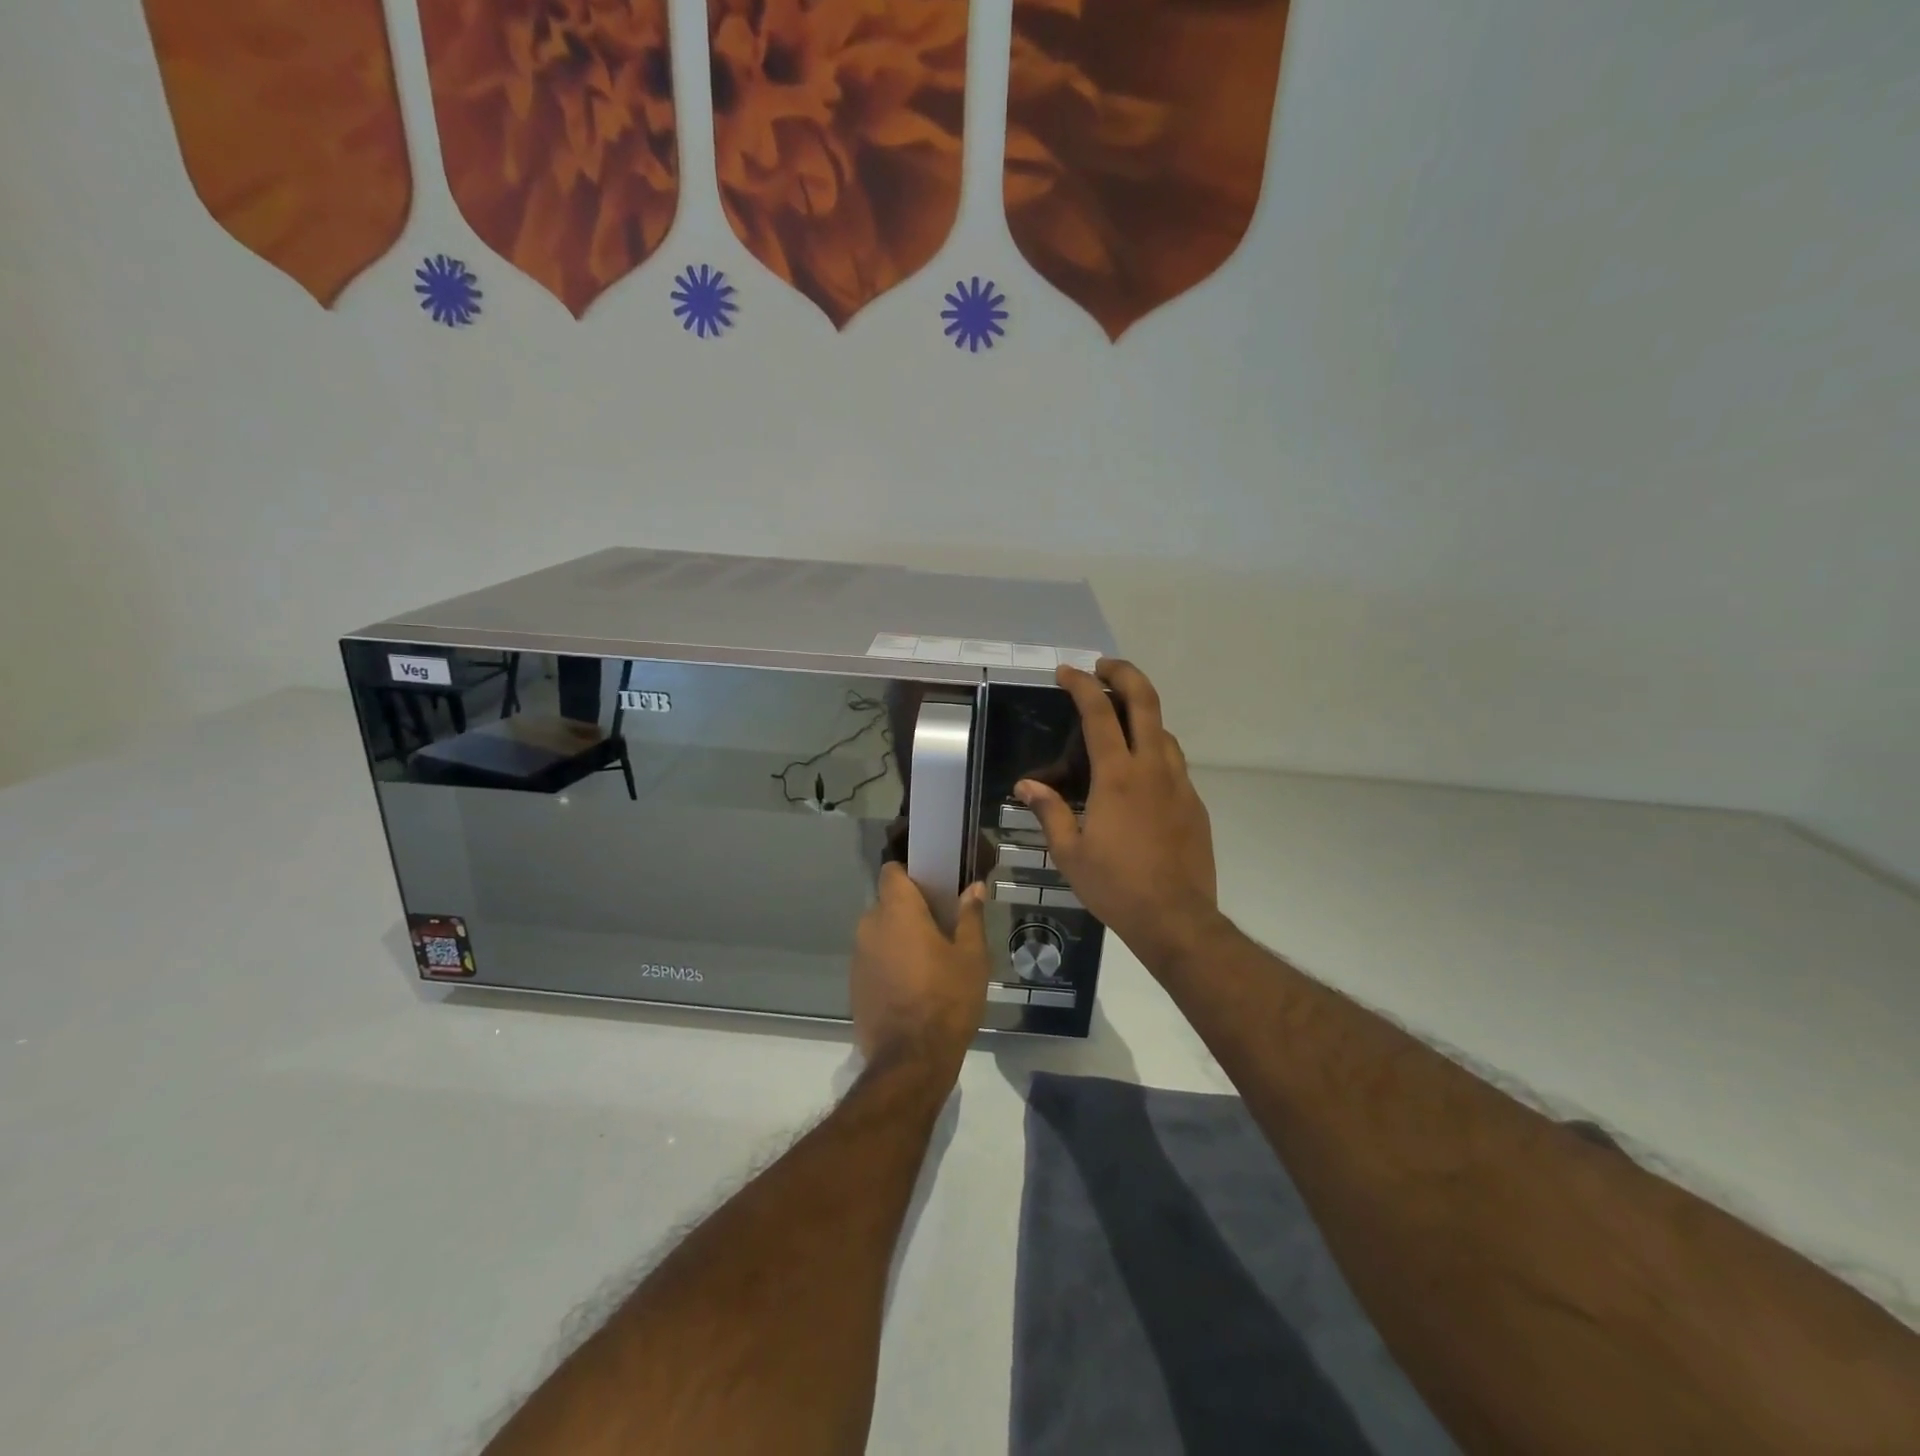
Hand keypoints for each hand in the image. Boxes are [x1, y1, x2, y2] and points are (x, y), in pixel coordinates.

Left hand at [851, 865, 990, 1070]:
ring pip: (879, 933)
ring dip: (898, 939)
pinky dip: (889, 964)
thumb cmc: (947, 999)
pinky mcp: (854, 986)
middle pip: (887, 904)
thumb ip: (970, 917)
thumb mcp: (971, 957)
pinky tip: (912, 987)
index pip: (892, 872)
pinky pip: (873, 960)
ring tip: (928, 961)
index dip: (910, 874)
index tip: (932, 886)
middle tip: (939, 928)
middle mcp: (870, 927)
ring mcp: (858, 958)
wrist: (911, 1060)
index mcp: (897, 912)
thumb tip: (973, 887)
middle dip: (909, 911)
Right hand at [1015, 660, 1223, 975]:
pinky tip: (1139, 774)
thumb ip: (1049, 812)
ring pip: (1164, 731)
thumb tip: (1026, 785)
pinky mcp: (1194, 803)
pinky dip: (1154, 750)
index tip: (1066, 671)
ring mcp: (1179, 783)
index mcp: (1117, 776)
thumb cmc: (1116, 886)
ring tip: (1119, 722)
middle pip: (1146, 701)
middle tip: (1104, 667)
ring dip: (1142, 714)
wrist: (1177, 918)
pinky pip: (1173, 763)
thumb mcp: (1070, 853)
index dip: (1081, 684)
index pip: (1099, 712)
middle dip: (1124, 673)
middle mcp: (1152, 768)